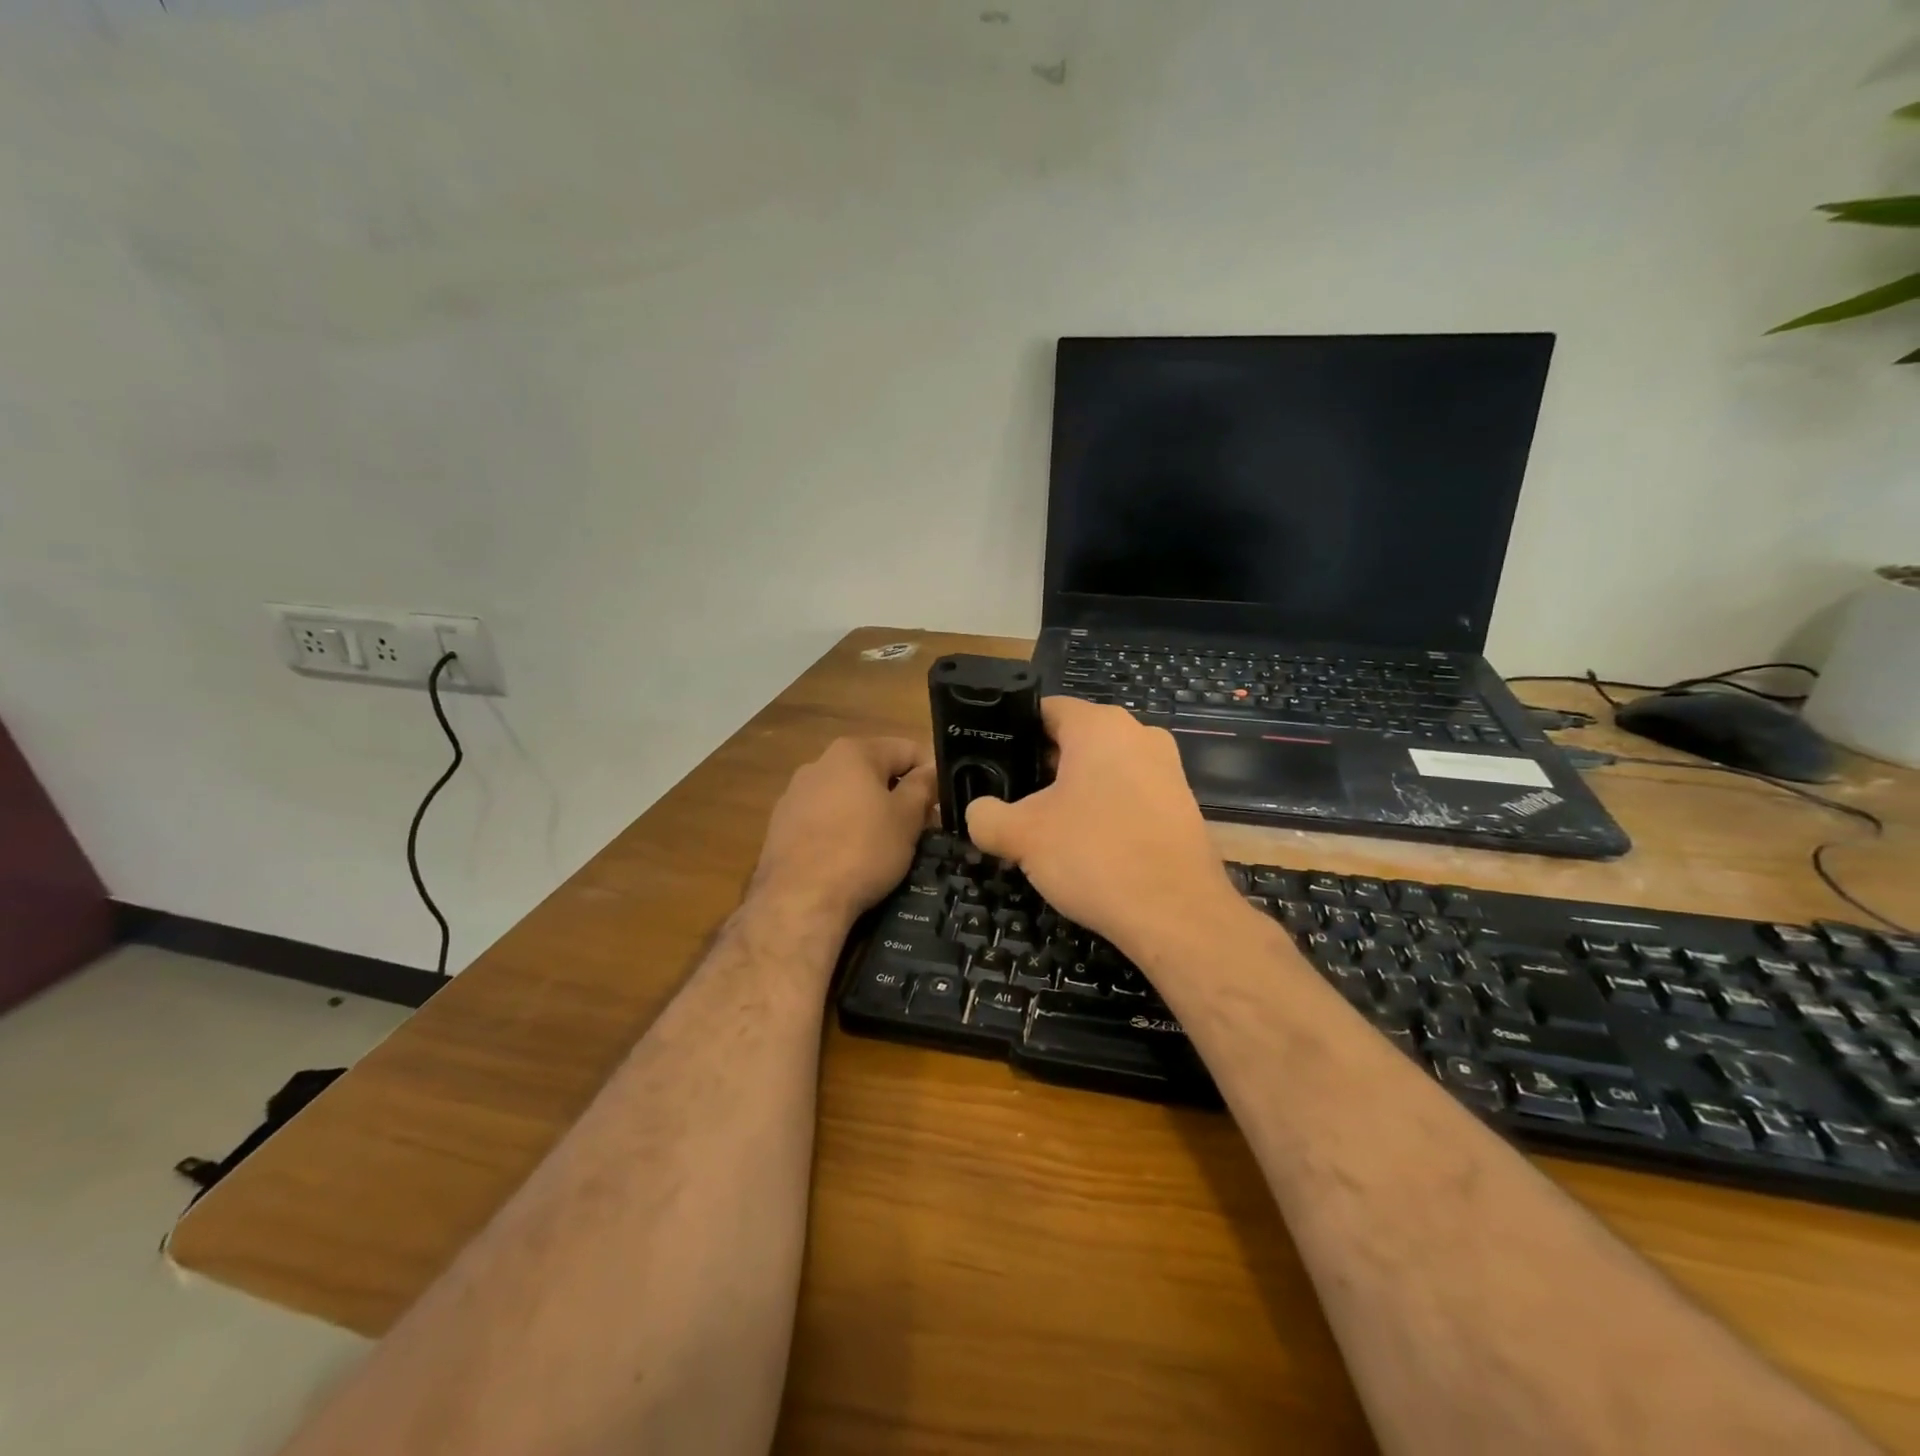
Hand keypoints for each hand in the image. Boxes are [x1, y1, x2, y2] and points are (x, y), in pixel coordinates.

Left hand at [753, 737, 935, 924]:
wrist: (799, 899)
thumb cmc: (862, 851)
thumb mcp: (907, 818)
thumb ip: (922, 787)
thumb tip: (929, 771)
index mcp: (853, 753)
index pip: (906, 749)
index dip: (930, 774)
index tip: (941, 805)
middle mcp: (819, 763)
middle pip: (873, 771)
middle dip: (899, 795)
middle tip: (919, 829)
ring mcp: (795, 794)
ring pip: (847, 796)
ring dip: (870, 813)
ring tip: (885, 847)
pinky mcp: (780, 825)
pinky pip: (823, 819)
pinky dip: (842, 830)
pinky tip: (850, 858)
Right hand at [965, 698, 1243, 957]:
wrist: (1177, 914)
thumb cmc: (1094, 856)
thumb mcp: (1021, 836)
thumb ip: (985, 816)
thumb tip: (978, 812)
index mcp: (1099, 725)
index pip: (1045, 710)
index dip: (1013, 733)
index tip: (993, 763)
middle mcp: (1138, 734)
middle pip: (1075, 740)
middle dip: (1042, 768)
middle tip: (1013, 802)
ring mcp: (1167, 769)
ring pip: (1104, 770)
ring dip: (1074, 793)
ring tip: (1047, 830)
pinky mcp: (1183, 804)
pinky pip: (1131, 795)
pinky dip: (1106, 812)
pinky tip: (1089, 849)